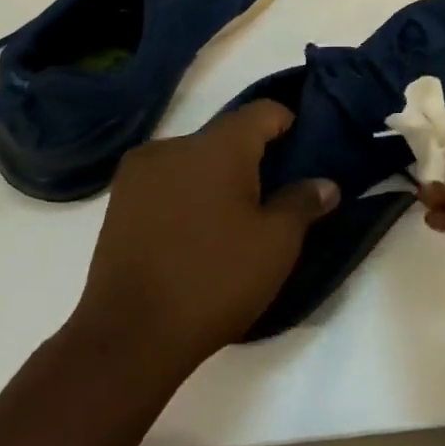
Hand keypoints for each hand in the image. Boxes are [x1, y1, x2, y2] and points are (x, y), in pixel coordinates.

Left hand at [73, 101, 337, 369]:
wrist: (129, 334)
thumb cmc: (214, 280)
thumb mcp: (275, 245)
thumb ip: (303, 203)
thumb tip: (325, 183)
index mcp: (218, 145)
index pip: (263, 111)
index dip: (288, 124)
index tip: (302, 152)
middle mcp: (176, 144)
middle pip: (226, 135)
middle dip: (251, 157)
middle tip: (271, 196)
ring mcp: (141, 171)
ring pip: (193, 158)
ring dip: (215, 176)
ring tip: (229, 220)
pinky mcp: (119, 200)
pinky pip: (166, 180)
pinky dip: (185, 193)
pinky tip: (192, 232)